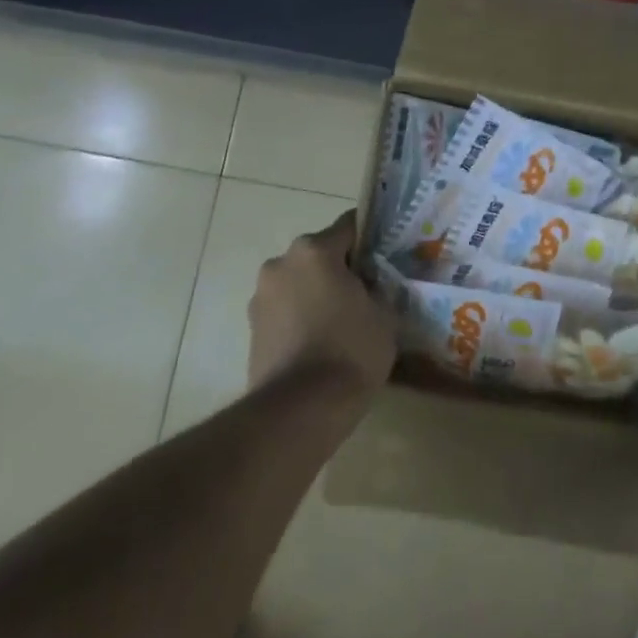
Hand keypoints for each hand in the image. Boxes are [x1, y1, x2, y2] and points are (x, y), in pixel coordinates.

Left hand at [248, 213, 396, 403]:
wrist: (299, 411)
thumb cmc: (350, 351)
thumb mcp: (384, 314)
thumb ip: (378, 289)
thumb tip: (371, 286)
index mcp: (315, 250)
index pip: (350, 226)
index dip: (371, 239)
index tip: (387, 255)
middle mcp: (281, 263)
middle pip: (320, 255)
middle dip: (341, 269)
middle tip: (367, 293)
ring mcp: (261, 297)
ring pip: (300, 283)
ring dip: (318, 294)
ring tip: (343, 323)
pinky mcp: (251, 329)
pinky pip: (286, 311)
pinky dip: (301, 318)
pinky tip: (321, 344)